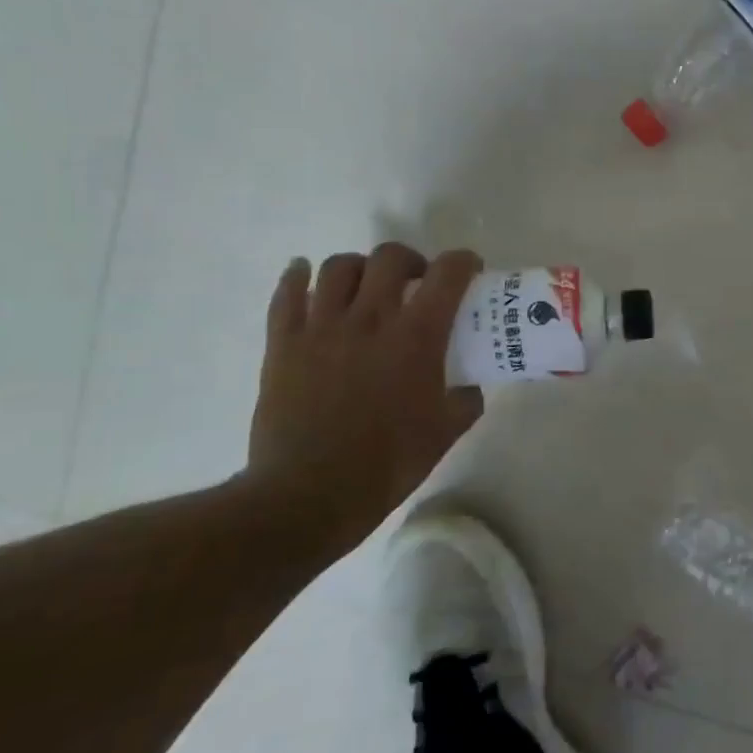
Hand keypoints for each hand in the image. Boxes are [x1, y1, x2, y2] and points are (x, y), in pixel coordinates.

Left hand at [247, 244, 483, 542]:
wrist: (308, 495)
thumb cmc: (387, 464)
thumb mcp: (445, 433)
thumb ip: (465, 400)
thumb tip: (469, 387)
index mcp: (416, 337)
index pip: (447, 274)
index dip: (463, 262)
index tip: (469, 269)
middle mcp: (370, 319)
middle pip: (389, 257)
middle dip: (410, 260)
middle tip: (415, 282)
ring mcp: (321, 328)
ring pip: (338, 267)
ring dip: (359, 268)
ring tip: (365, 286)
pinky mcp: (283, 344)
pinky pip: (286, 294)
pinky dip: (298, 277)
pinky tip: (305, 276)